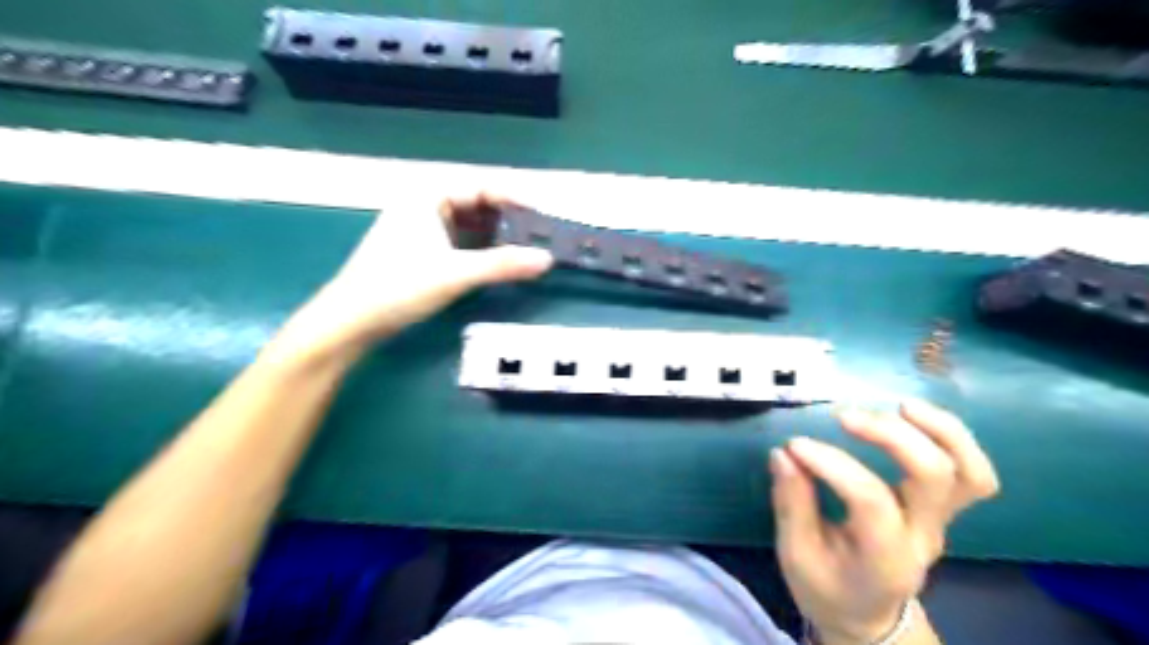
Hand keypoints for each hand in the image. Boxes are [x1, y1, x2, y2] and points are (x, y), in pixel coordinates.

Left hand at [274, 195, 549, 359]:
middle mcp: (423, 205)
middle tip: (538, 234)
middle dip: (508, 218)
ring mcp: (421, 228)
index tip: (541, 215)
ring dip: (496, 235)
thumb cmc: (398, 287)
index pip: (480, 185)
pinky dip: (481, 248)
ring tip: (525, 248)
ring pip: (468, 224)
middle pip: (476, 203)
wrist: (350, 322)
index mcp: (426, 197)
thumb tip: (547, 259)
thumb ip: (502, 265)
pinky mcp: (420, 250)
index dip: (513, 197)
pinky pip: (460, 241)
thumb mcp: (455, 274)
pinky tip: (498, 261)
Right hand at [770, 399, 996, 643]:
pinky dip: (950, 437)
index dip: (832, 464)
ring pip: (969, 473)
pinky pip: (969, 471)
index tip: (795, 446)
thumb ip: (791, 503)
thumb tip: (782, 454)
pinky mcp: (942, 508)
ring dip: (940, 430)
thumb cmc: (826, 587)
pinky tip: (913, 416)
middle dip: (891, 435)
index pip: (870, 499)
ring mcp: (940, 522)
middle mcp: (922, 537)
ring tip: (900, 405)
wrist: (868, 616)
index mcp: (883, 558)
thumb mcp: (795, 555)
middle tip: (845, 417)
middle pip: (933, 477)